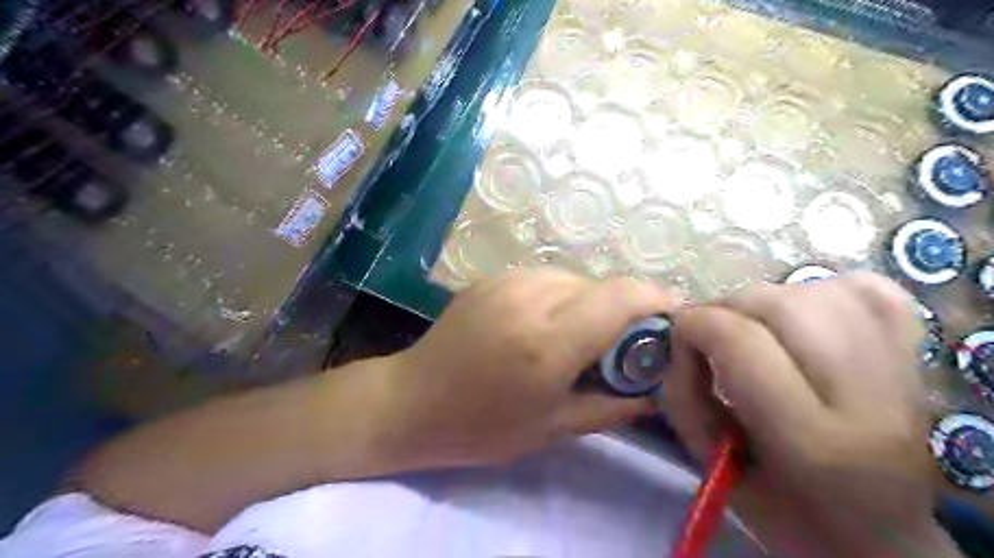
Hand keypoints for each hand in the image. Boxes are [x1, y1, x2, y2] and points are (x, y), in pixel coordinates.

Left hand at [381, 269, 676, 468]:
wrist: (412, 400)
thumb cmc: (482, 426)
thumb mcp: (555, 427)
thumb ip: (615, 404)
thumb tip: (657, 388)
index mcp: (550, 340)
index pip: (623, 295)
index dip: (657, 300)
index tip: (670, 321)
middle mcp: (531, 297)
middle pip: (602, 285)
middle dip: (622, 310)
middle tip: (618, 346)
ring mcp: (507, 280)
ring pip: (574, 279)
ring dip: (589, 304)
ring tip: (576, 338)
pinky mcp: (491, 277)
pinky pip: (544, 278)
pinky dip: (560, 297)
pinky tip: (543, 325)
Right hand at [662, 275, 957, 557]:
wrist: (877, 538)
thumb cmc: (785, 513)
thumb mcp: (712, 464)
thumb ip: (683, 395)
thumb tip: (679, 339)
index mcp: (811, 442)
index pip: (741, 342)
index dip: (695, 324)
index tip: (679, 335)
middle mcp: (867, 400)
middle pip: (782, 305)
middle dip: (727, 307)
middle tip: (710, 332)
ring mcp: (902, 373)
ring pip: (819, 291)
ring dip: (766, 300)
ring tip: (751, 327)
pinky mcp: (916, 357)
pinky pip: (870, 291)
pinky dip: (823, 290)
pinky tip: (802, 315)